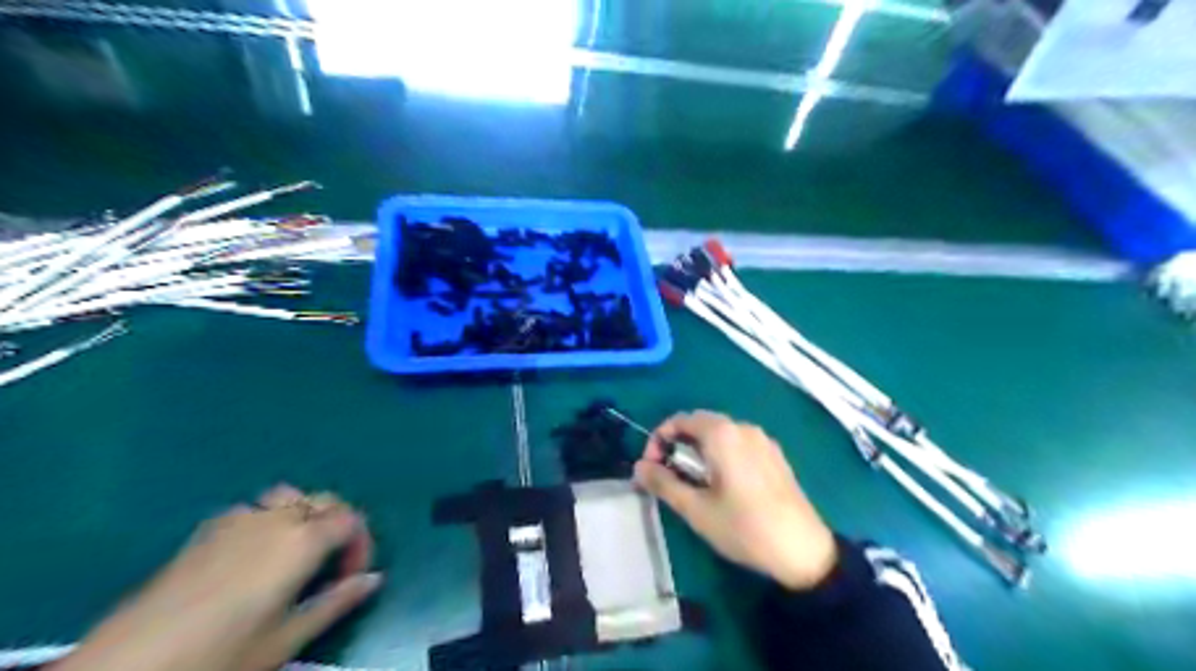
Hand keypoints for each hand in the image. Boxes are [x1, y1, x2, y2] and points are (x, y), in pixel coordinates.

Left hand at [56, 484, 376, 670]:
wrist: (127, 665)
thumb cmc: (222, 653)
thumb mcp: (288, 637)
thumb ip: (336, 602)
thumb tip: (374, 580)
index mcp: (302, 540)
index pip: (352, 520)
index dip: (361, 545)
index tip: (352, 578)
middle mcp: (276, 518)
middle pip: (325, 501)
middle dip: (338, 526)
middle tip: (331, 566)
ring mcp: (238, 519)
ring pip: (290, 497)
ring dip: (304, 516)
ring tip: (296, 553)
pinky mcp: (206, 530)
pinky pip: (255, 508)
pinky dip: (270, 519)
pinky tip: (255, 555)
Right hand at [629, 411, 834, 588]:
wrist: (804, 551)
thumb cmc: (744, 528)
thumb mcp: (696, 509)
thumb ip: (664, 483)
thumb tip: (638, 466)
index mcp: (723, 434)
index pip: (680, 420)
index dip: (659, 440)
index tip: (652, 468)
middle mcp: (743, 427)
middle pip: (700, 424)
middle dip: (678, 445)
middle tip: (669, 476)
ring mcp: (763, 440)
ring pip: (720, 434)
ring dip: (699, 450)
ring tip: (694, 483)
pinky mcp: (775, 455)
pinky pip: (739, 443)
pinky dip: (721, 454)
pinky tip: (723, 484)